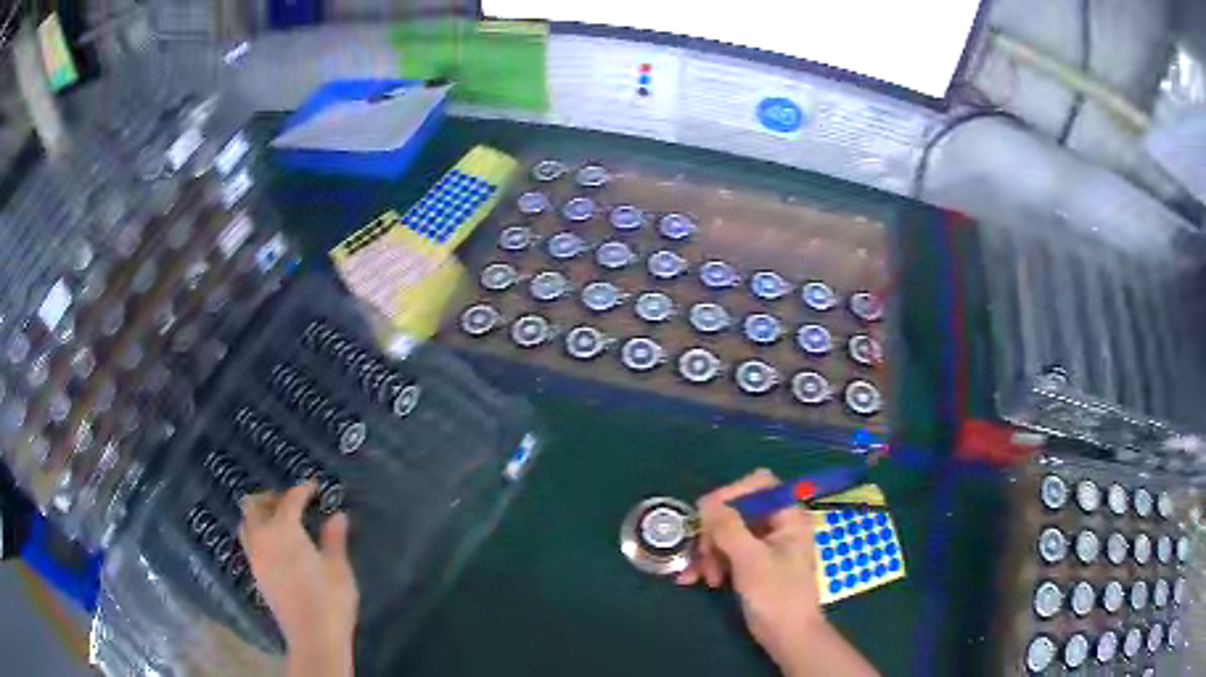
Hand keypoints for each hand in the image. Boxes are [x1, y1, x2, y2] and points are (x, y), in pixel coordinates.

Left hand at [239, 482, 357, 676]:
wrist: (313, 638)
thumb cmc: (330, 600)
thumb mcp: (338, 568)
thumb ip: (334, 539)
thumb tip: (337, 516)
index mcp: (284, 530)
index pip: (289, 500)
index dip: (302, 490)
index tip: (314, 486)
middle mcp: (262, 538)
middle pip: (254, 505)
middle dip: (271, 498)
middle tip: (291, 503)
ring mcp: (255, 557)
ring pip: (246, 523)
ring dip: (259, 515)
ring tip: (279, 522)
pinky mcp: (256, 574)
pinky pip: (249, 542)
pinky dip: (258, 533)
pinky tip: (276, 546)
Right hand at [677, 469, 876, 676]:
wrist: (788, 637)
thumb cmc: (777, 595)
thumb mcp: (750, 560)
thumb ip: (728, 527)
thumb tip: (707, 502)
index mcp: (788, 517)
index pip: (758, 485)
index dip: (731, 493)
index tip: (706, 514)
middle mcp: (777, 526)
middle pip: (737, 510)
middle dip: (714, 532)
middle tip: (702, 554)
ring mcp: (764, 546)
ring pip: (727, 533)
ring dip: (708, 552)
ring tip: (700, 577)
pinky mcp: (752, 565)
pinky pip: (726, 553)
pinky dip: (711, 563)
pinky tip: (697, 581)